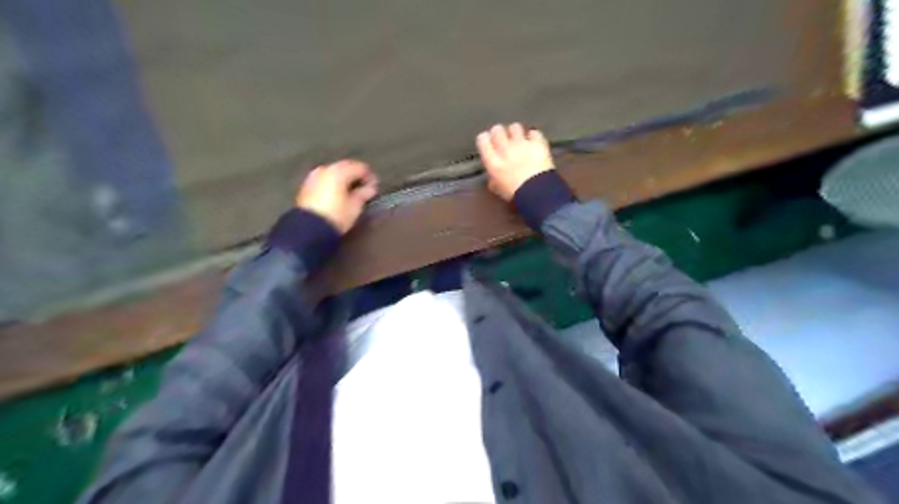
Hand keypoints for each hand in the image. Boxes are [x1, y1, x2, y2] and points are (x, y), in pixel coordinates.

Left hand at [298, 160, 375, 233]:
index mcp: (339, 172)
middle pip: (345, 167)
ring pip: (334, 172)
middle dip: (356, 175)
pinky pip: (325, 179)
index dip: (370, 176)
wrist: (309, 229)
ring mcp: (314, 176)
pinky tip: (338, 193)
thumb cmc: (336, 216)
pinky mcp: (306, 186)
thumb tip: (370, 188)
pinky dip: (333, 183)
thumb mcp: (354, 207)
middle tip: (365, 187)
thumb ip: (363, 194)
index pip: (359, 168)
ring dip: (344, 178)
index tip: (375, 187)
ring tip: (351, 191)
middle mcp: (325, 169)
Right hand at [477, 123, 555, 199]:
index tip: (488, 143)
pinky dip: (533, 136)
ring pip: (515, 127)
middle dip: (499, 133)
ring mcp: (522, 144)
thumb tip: (493, 175)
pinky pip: (534, 133)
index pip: (482, 139)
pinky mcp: (537, 143)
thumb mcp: (498, 189)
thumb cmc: (515, 194)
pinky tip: (534, 142)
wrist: (537, 192)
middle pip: (497, 129)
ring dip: (516, 132)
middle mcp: (505, 148)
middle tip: (504, 141)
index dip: (485, 139)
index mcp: (492, 161)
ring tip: (519, 139)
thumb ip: (493, 178)